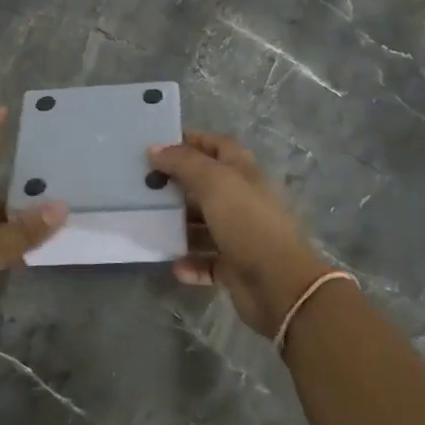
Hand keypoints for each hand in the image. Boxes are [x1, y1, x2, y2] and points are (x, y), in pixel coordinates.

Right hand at [147, 132, 327, 337]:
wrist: (279, 283)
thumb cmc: (246, 222)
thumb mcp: (214, 182)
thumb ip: (183, 162)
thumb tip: (154, 149)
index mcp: (242, 173)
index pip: (218, 146)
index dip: (192, 141)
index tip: (159, 147)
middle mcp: (241, 200)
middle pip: (206, 185)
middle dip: (177, 184)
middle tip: (145, 185)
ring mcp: (239, 234)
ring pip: (203, 224)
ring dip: (179, 226)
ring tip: (151, 224)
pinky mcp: (234, 266)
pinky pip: (206, 261)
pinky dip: (191, 263)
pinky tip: (175, 265)